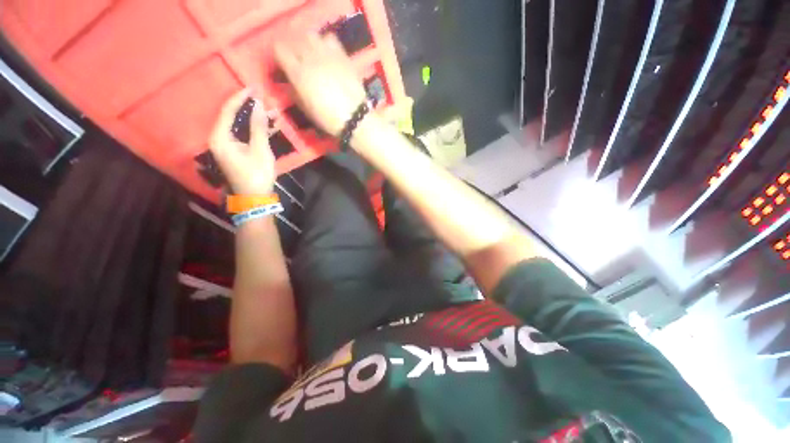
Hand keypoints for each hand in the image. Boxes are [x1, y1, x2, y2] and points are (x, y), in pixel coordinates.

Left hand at [209, 89, 275, 194]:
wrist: (255, 197)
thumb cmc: (257, 174)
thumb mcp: (260, 149)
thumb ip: (258, 126)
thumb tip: (259, 104)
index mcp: (220, 137)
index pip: (228, 110)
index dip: (241, 97)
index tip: (254, 87)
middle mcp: (219, 138)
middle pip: (233, 117)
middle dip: (251, 108)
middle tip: (265, 100)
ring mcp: (227, 145)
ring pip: (241, 126)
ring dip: (256, 119)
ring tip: (273, 113)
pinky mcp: (236, 151)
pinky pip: (244, 135)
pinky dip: (256, 130)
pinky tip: (270, 126)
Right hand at [274, 33, 366, 136]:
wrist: (355, 117)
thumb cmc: (329, 118)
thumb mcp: (307, 109)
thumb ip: (295, 92)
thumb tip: (290, 83)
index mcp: (298, 73)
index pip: (279, 50)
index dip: (279, 55)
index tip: (283, 64)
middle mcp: (310, 59)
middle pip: (294, 40)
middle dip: (293, 48)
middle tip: (297, 60)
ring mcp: (327, 55)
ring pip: (311, 35)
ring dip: (308, 43)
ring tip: (312, 54)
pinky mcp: (342, 55)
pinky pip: (330, 38)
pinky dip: (325, 43)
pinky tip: (327, 54)